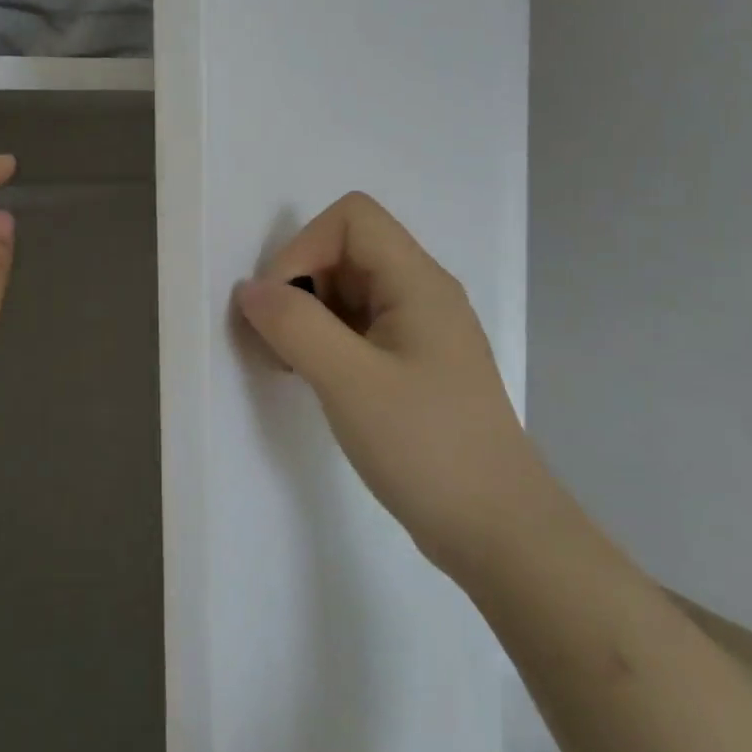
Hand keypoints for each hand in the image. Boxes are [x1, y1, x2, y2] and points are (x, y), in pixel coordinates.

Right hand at [235, 191, 552, 577]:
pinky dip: (324, 341)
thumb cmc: (427, 447)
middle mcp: (421, 293)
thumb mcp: (349, 382)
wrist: (501, 534)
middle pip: (345, 250)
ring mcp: (418, 331)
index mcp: (417, 282)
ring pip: (346, 290)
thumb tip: (250, 290)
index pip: (351, 218)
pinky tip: (315, 380)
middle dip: (300, 284)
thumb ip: (294, 324)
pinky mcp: (411, 365)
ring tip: (292, 366)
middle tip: (279, 344)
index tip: (283, 305)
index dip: (305, 247)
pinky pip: (356, 327)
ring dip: (307, 316)